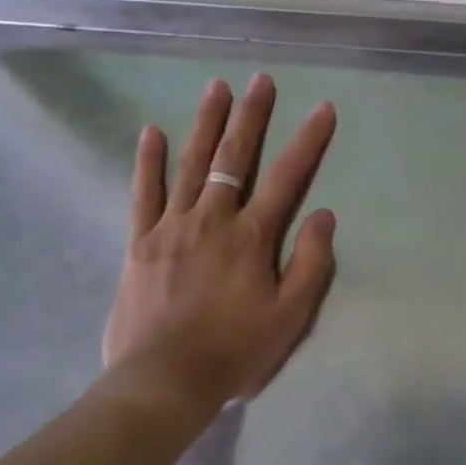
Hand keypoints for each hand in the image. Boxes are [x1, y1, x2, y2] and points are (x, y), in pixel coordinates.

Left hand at [102, 74, 337, 410]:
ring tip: (216, 88)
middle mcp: (212, 220)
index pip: (287, 178)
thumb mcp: (289, 317)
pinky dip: (149, 161)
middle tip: (260, 80)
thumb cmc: (233, 352)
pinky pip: (144, 193)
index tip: (323, 108)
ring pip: (191, 164)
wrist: (162, 384)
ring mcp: (172, 227)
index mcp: (251, 237)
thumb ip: (310, 264)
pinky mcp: (141, 242)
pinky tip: (152, 132)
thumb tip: (324, 215)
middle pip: (234, 158)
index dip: (308, 141)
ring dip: (206, 123)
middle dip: (250, 116)